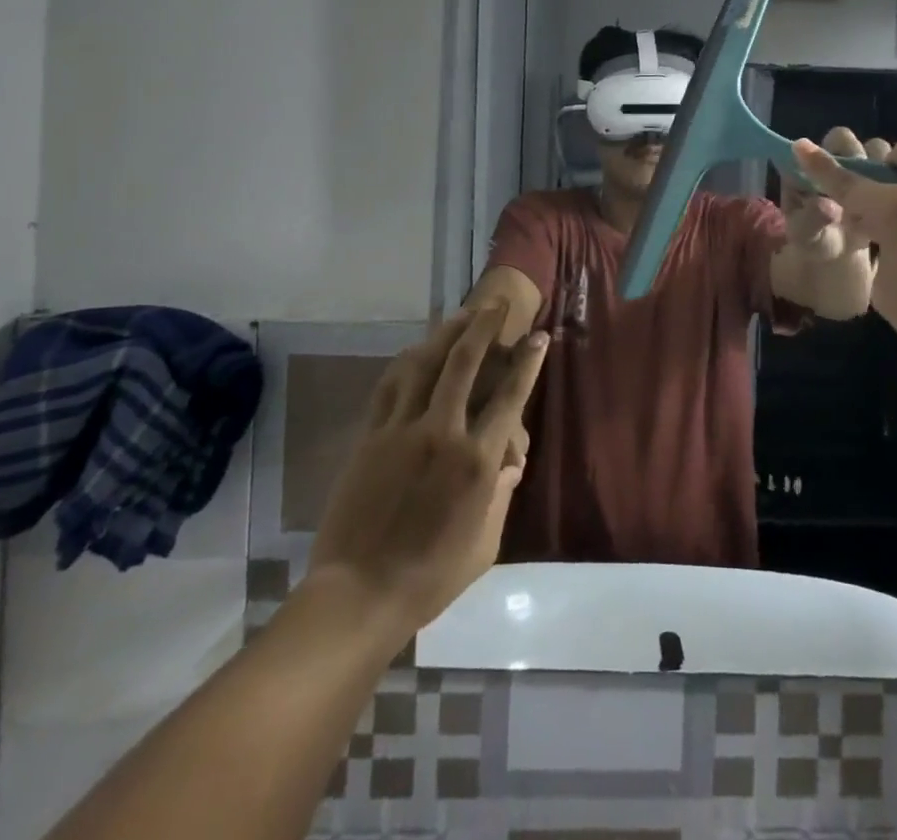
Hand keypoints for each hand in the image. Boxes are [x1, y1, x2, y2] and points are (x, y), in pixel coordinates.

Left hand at [308, 305, 548, 631]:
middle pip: (465, 363)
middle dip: (484, 326)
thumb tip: (508, 462)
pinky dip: (407, 361)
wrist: (358, 594)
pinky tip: (417, 349)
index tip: (539, 337)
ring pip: (425, 364)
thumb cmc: (430, 577)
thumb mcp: (485, 543)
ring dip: (446, 333)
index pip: (510, 397)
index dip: (528, 362)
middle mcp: (442, 433)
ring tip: (461, 314)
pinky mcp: (371, 436)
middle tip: (497, 303)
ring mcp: (402, 430)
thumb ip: (502, 495)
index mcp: (477, 461)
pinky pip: (390, 386)